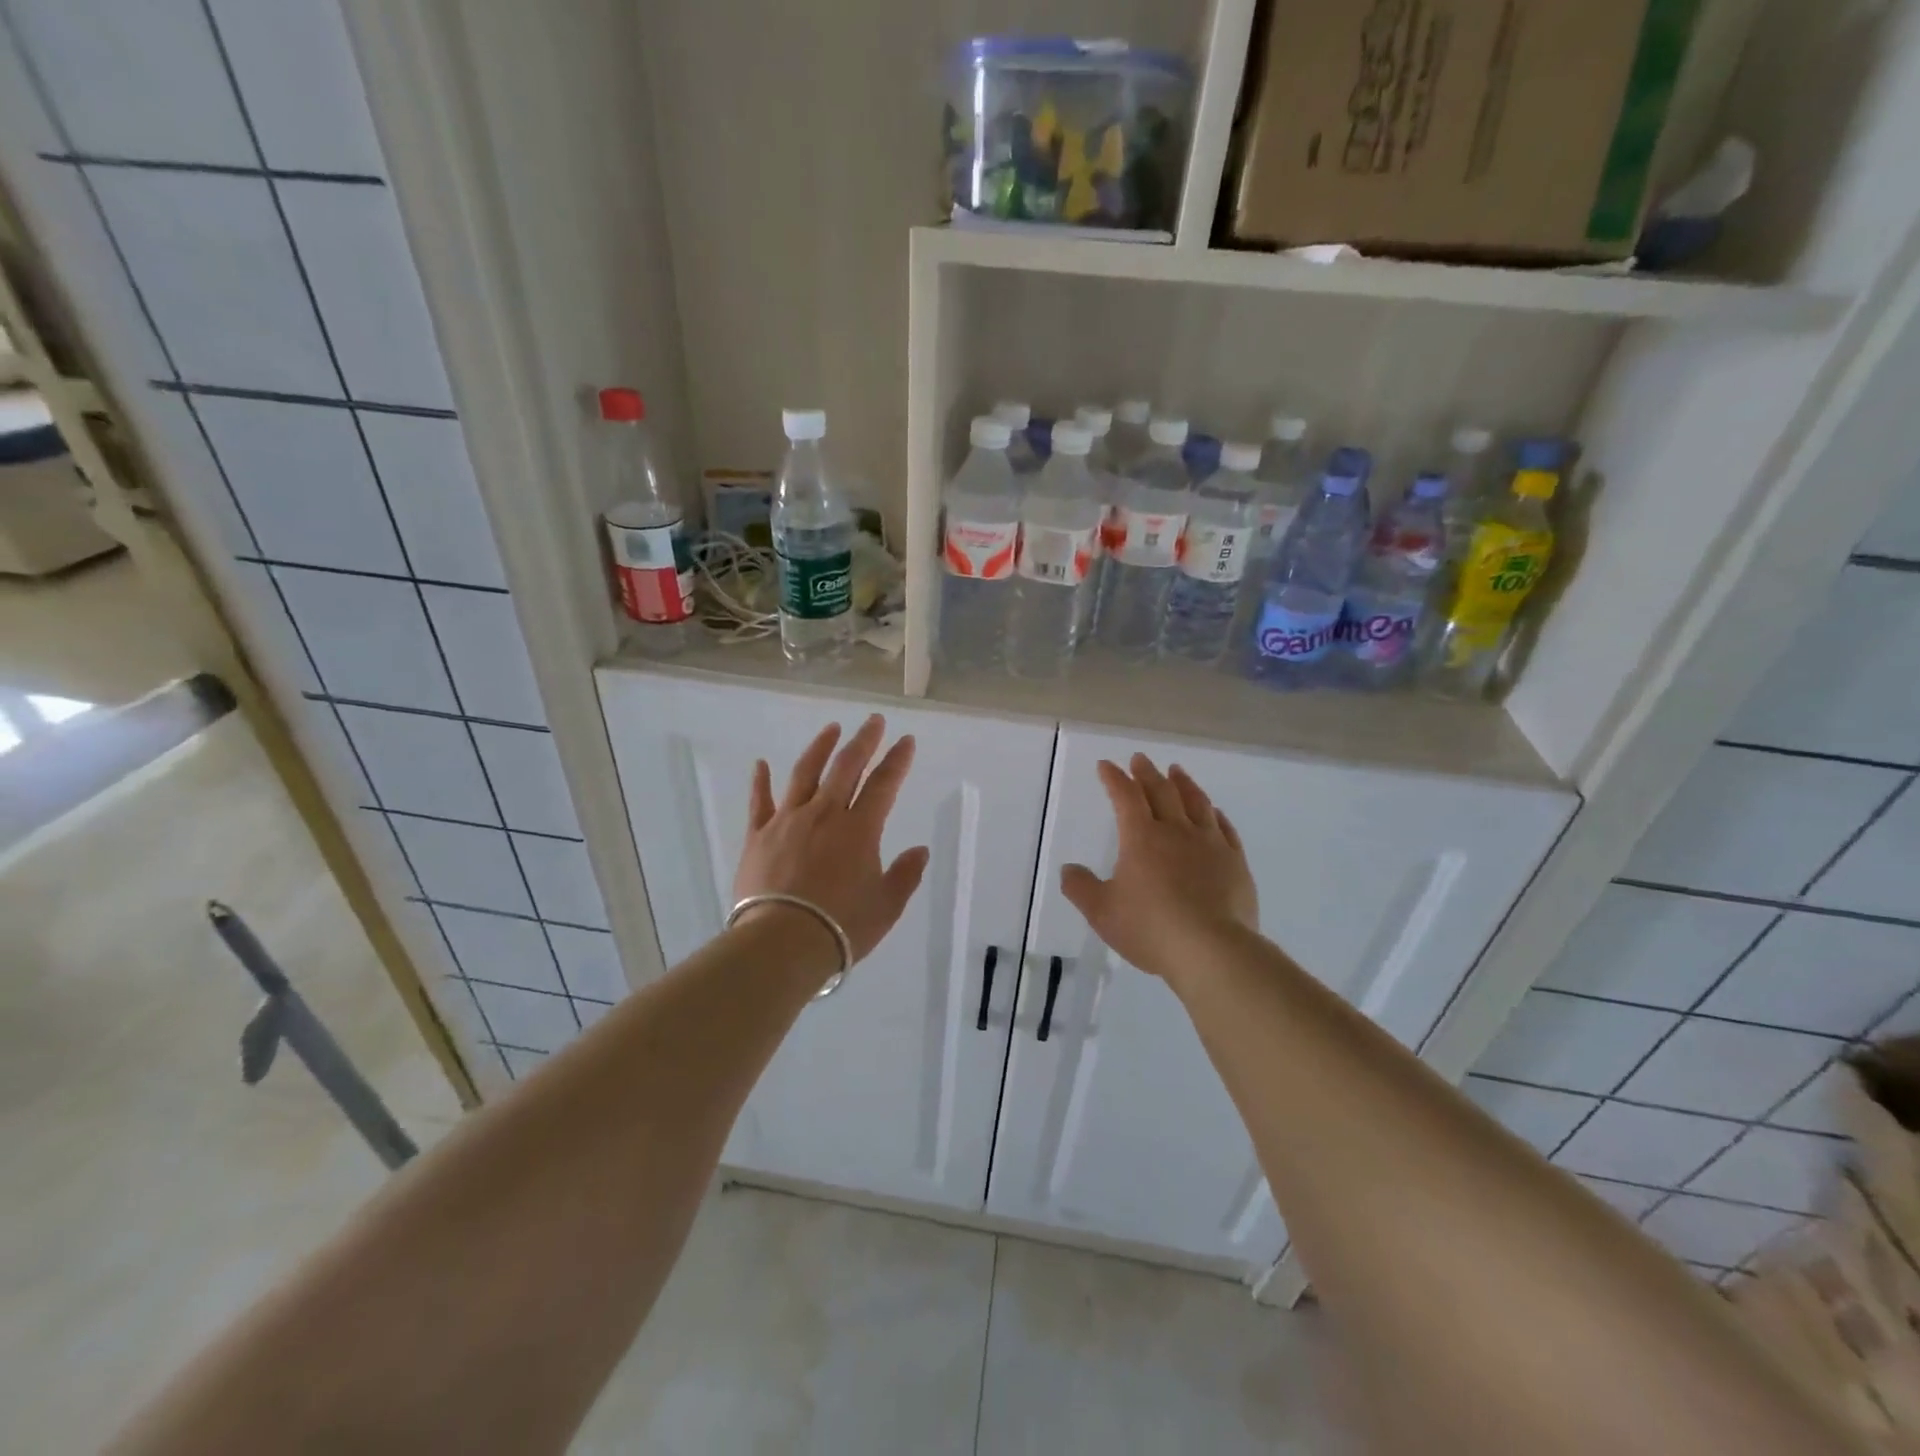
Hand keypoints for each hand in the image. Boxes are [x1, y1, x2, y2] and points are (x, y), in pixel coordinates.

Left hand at [733, 715, 930, 967]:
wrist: (781, 943)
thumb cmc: (841, 927)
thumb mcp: (886, 906)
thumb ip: (905, 875)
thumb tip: (920, 851)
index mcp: (860, 829)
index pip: (883, 784)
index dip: (897, 760)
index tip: (906, 740)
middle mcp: (825, 814)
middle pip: (846, 767)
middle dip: (863, 741)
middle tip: (874, 721)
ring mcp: (788, 820)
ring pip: (805, 773)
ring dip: (820, 747)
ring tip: (831, 729)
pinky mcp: (758, 835)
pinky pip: (759, 801)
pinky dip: (761, 781)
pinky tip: (761, 764)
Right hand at [1060, 755, 1258, 983]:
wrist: (1213, 950)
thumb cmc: (1151, 928)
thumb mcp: (1102, 912)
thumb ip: (1081, 888)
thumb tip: (1068, 870)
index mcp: (1141, 837)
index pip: (1125, 796)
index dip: (1114, 778)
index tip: (1106, 766)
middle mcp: (1176, 831)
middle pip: (1161, 792)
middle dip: (1147, 773)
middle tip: (1140, 759)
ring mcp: (1210, 844)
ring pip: (1196, 803)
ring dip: (1184, 784)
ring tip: (1177, 771)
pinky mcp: (1236, 863)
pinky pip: (1225, 829)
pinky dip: (1215, 815)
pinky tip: (1214, 812)